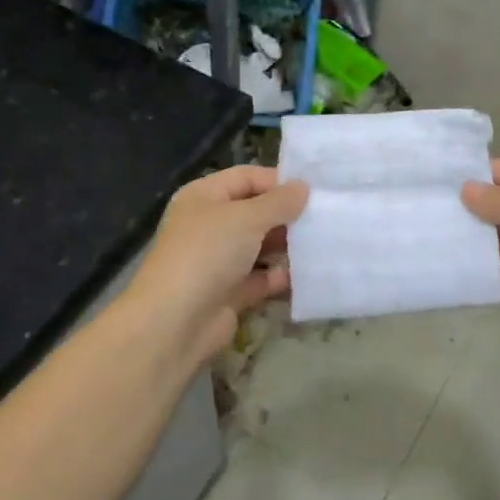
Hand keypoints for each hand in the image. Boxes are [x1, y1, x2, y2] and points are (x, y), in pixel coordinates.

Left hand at [123, 165, 307, 365]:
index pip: (246, 178)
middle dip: (287, 216)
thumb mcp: (247, 218)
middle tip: (325, 218)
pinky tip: (306, 276)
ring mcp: (218, 260)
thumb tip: (303, 187)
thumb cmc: (208, 254)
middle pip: (254, 212)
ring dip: (287, 247)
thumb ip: (279, 202)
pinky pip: (260, 279)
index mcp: (204, 197)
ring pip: (259, 246)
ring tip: (322, 244)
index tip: (315, 190)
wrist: (174, 322)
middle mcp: (209, 225)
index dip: (278, 181)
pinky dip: (280, 277)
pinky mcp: (228, 292)